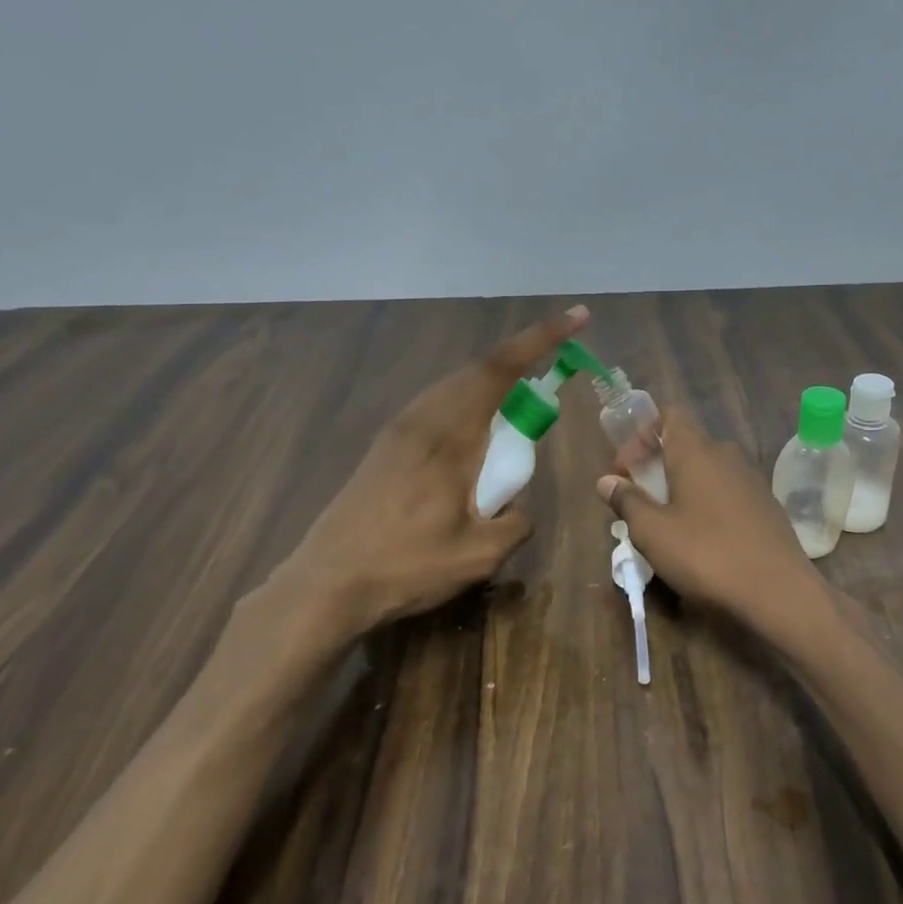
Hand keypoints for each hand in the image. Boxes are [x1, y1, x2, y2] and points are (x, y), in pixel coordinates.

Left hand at [262, 305, 589, 642]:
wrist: (325, 585)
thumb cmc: (405, 568)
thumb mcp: (479, 556)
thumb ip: (515, 524)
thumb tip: (519, 509)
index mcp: (449, 437)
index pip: (500, 369)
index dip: (541, 338)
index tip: (577, 318)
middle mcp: (422, 421)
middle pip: (477, 369)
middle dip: (521, 359)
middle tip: (553, 372)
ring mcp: (397, 432)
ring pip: (453, 386)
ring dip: (490, 384)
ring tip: (517, 407)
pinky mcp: (383, 449)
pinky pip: (435, 406)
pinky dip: (466, 404)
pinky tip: (472, 438)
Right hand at [595, 405, 829, 638]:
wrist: (779, 592)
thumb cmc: (707, 555)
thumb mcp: (653, 533)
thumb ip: (627, 501)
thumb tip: (607, 481)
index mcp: (696, 451)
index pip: (669, 414)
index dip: (641, 432)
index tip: (625, 467)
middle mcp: (726, 455)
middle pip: (685, 444)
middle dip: (657, 464)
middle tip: (638, 499)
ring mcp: (751, 480)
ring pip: (707, 470)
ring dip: (682, 486)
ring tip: (666, 523)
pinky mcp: (766, 506)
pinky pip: (727, 492)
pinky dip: (707, 504)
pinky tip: (702, 539)